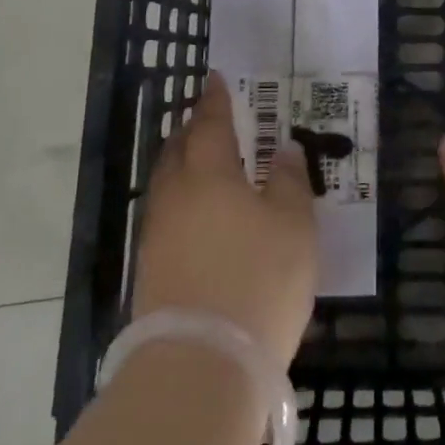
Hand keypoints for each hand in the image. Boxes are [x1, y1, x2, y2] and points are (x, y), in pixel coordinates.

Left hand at [132, 72, 317, 369]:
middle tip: (208, 119)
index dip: (214, 100)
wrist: (200, 366)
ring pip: (167, 183)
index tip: (214, 79)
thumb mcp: (294, 225)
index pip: (210, 123)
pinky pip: (165, 216)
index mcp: (209, 173)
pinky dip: (181, 201)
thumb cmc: (258, 280)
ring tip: (202, 162)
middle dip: (192, 129)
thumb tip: (284, 150)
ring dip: (183, 164)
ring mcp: (157, 235)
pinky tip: (197, 215)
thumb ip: (290, 181)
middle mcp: (176, 195)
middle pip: (178, 149)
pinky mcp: (150, 271)